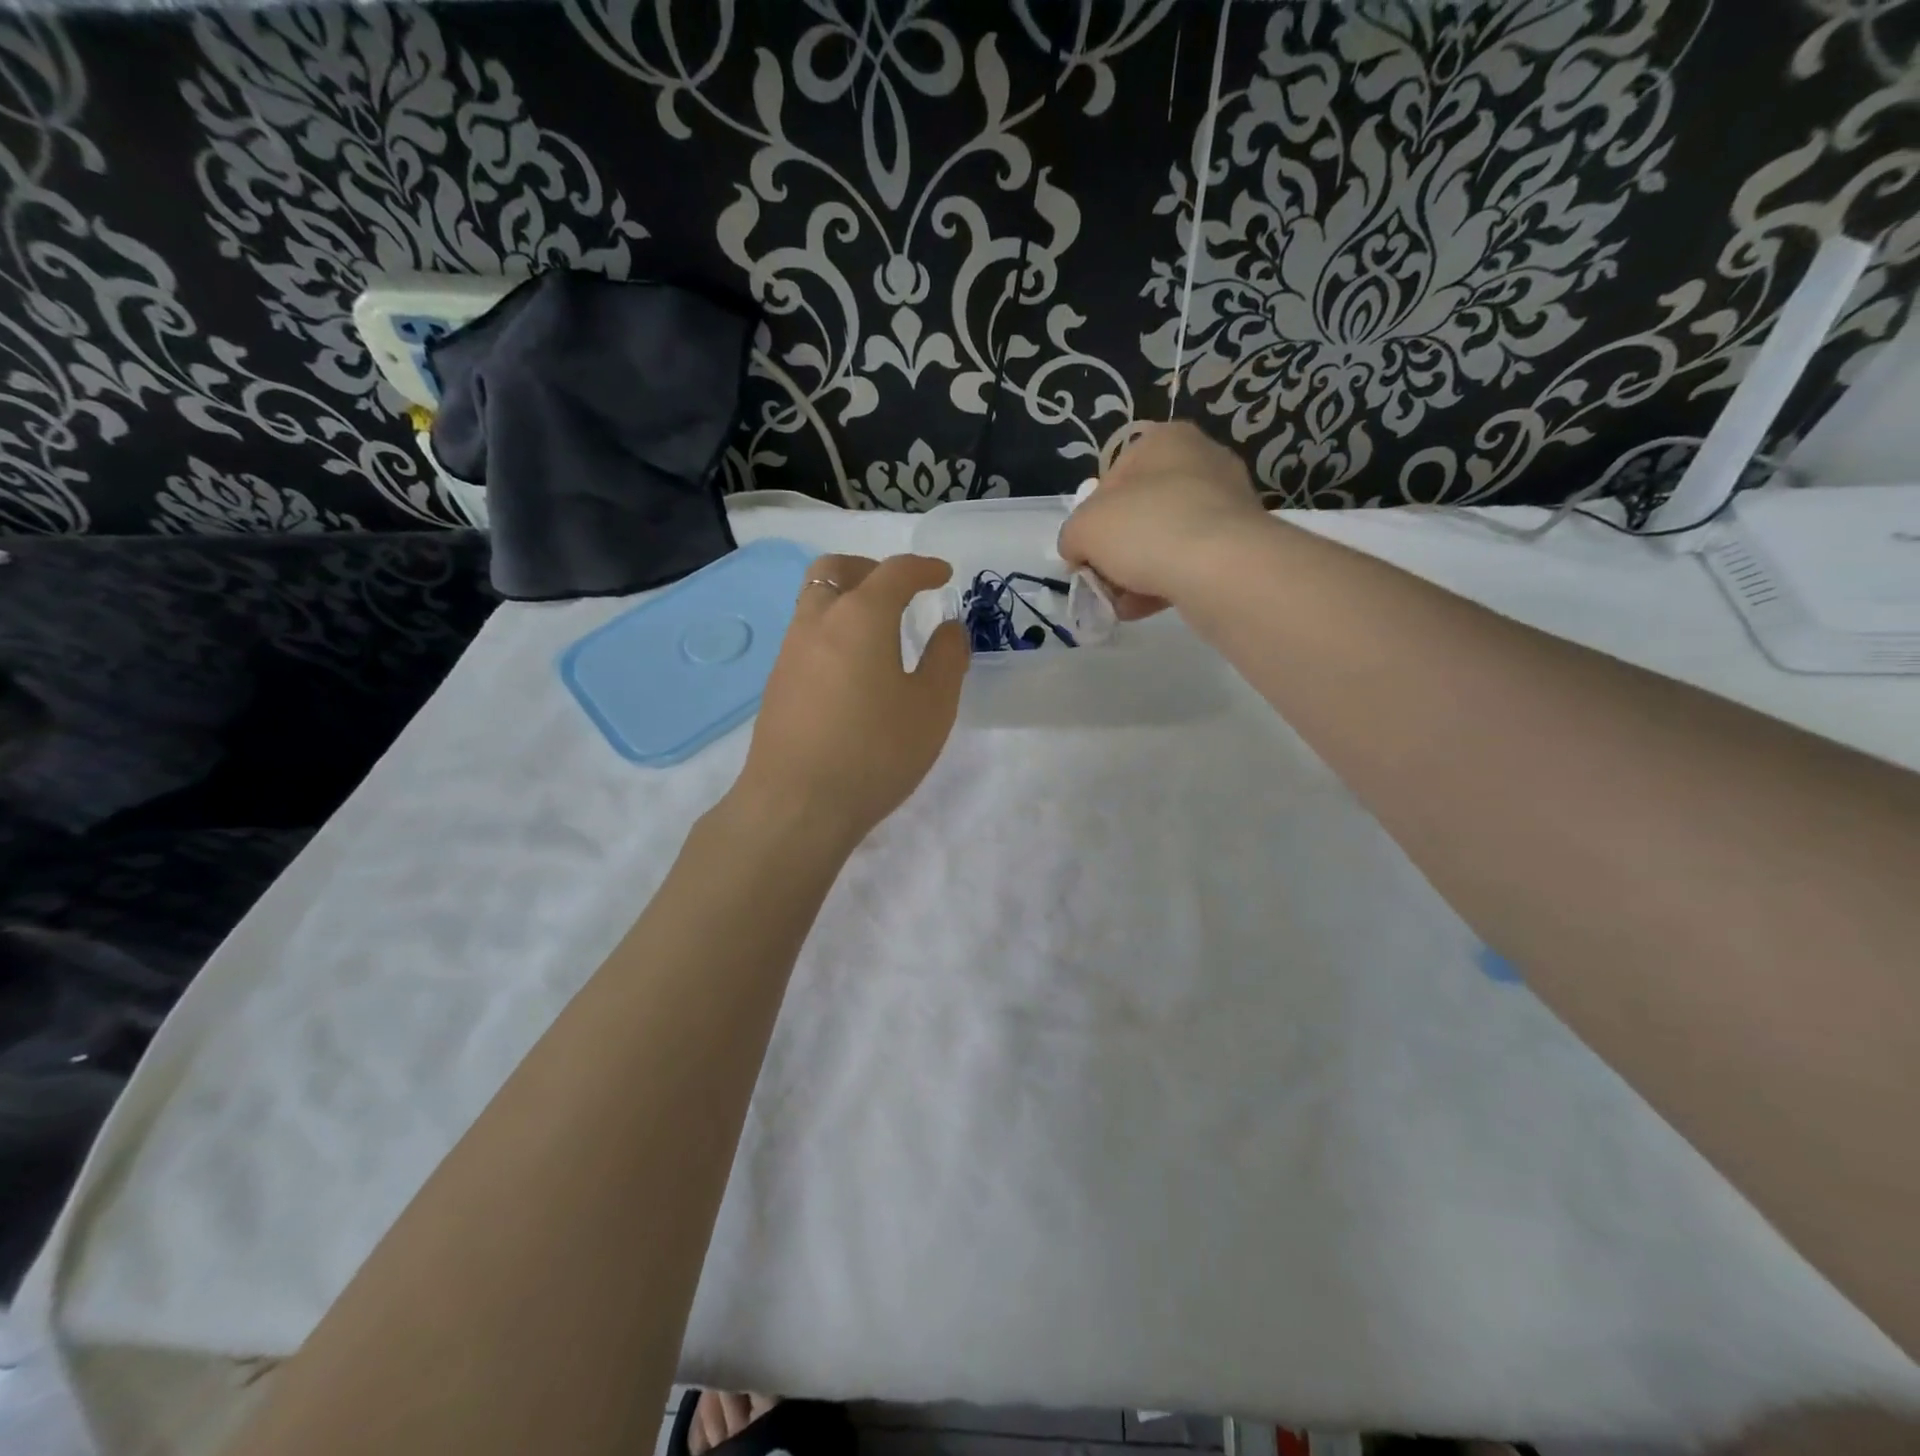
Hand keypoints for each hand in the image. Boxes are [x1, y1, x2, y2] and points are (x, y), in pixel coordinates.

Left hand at [734, 553, 967, 850]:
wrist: (796, 804)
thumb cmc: (875, 751)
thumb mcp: (932, 707)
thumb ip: (947, 658)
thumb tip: (948, 628)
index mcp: (860, 617)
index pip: (895, 572)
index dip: (923, 568)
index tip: (943, 576)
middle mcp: (818, 621)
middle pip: (836, 569)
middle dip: (870, 569)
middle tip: (899, 592)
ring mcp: (790, 652)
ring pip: (815, 601)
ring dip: (847, 600)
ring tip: (879, 634)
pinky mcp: (777, 683)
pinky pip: (807, 635)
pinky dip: (833, 631)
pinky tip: (853, 672)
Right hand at [1058, 421, 1267, 618]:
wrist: (1220, 569)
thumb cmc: (1146, 529)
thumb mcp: (1083, 528)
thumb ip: (1072, 537)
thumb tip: (1079, 552)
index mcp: (1165, 441)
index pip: (1112, 479)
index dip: (1091, 519)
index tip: (1085, 551)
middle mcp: (1201, 463)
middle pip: (1139, 512)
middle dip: (1116, 551)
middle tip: (1102, 580)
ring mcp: (1226, 504)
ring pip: (1164, 541)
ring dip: (1137, 573)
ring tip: (1119, 604)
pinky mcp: (1240, 544)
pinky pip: (1190, 562)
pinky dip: (1164, 583)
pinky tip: (1143, 609)